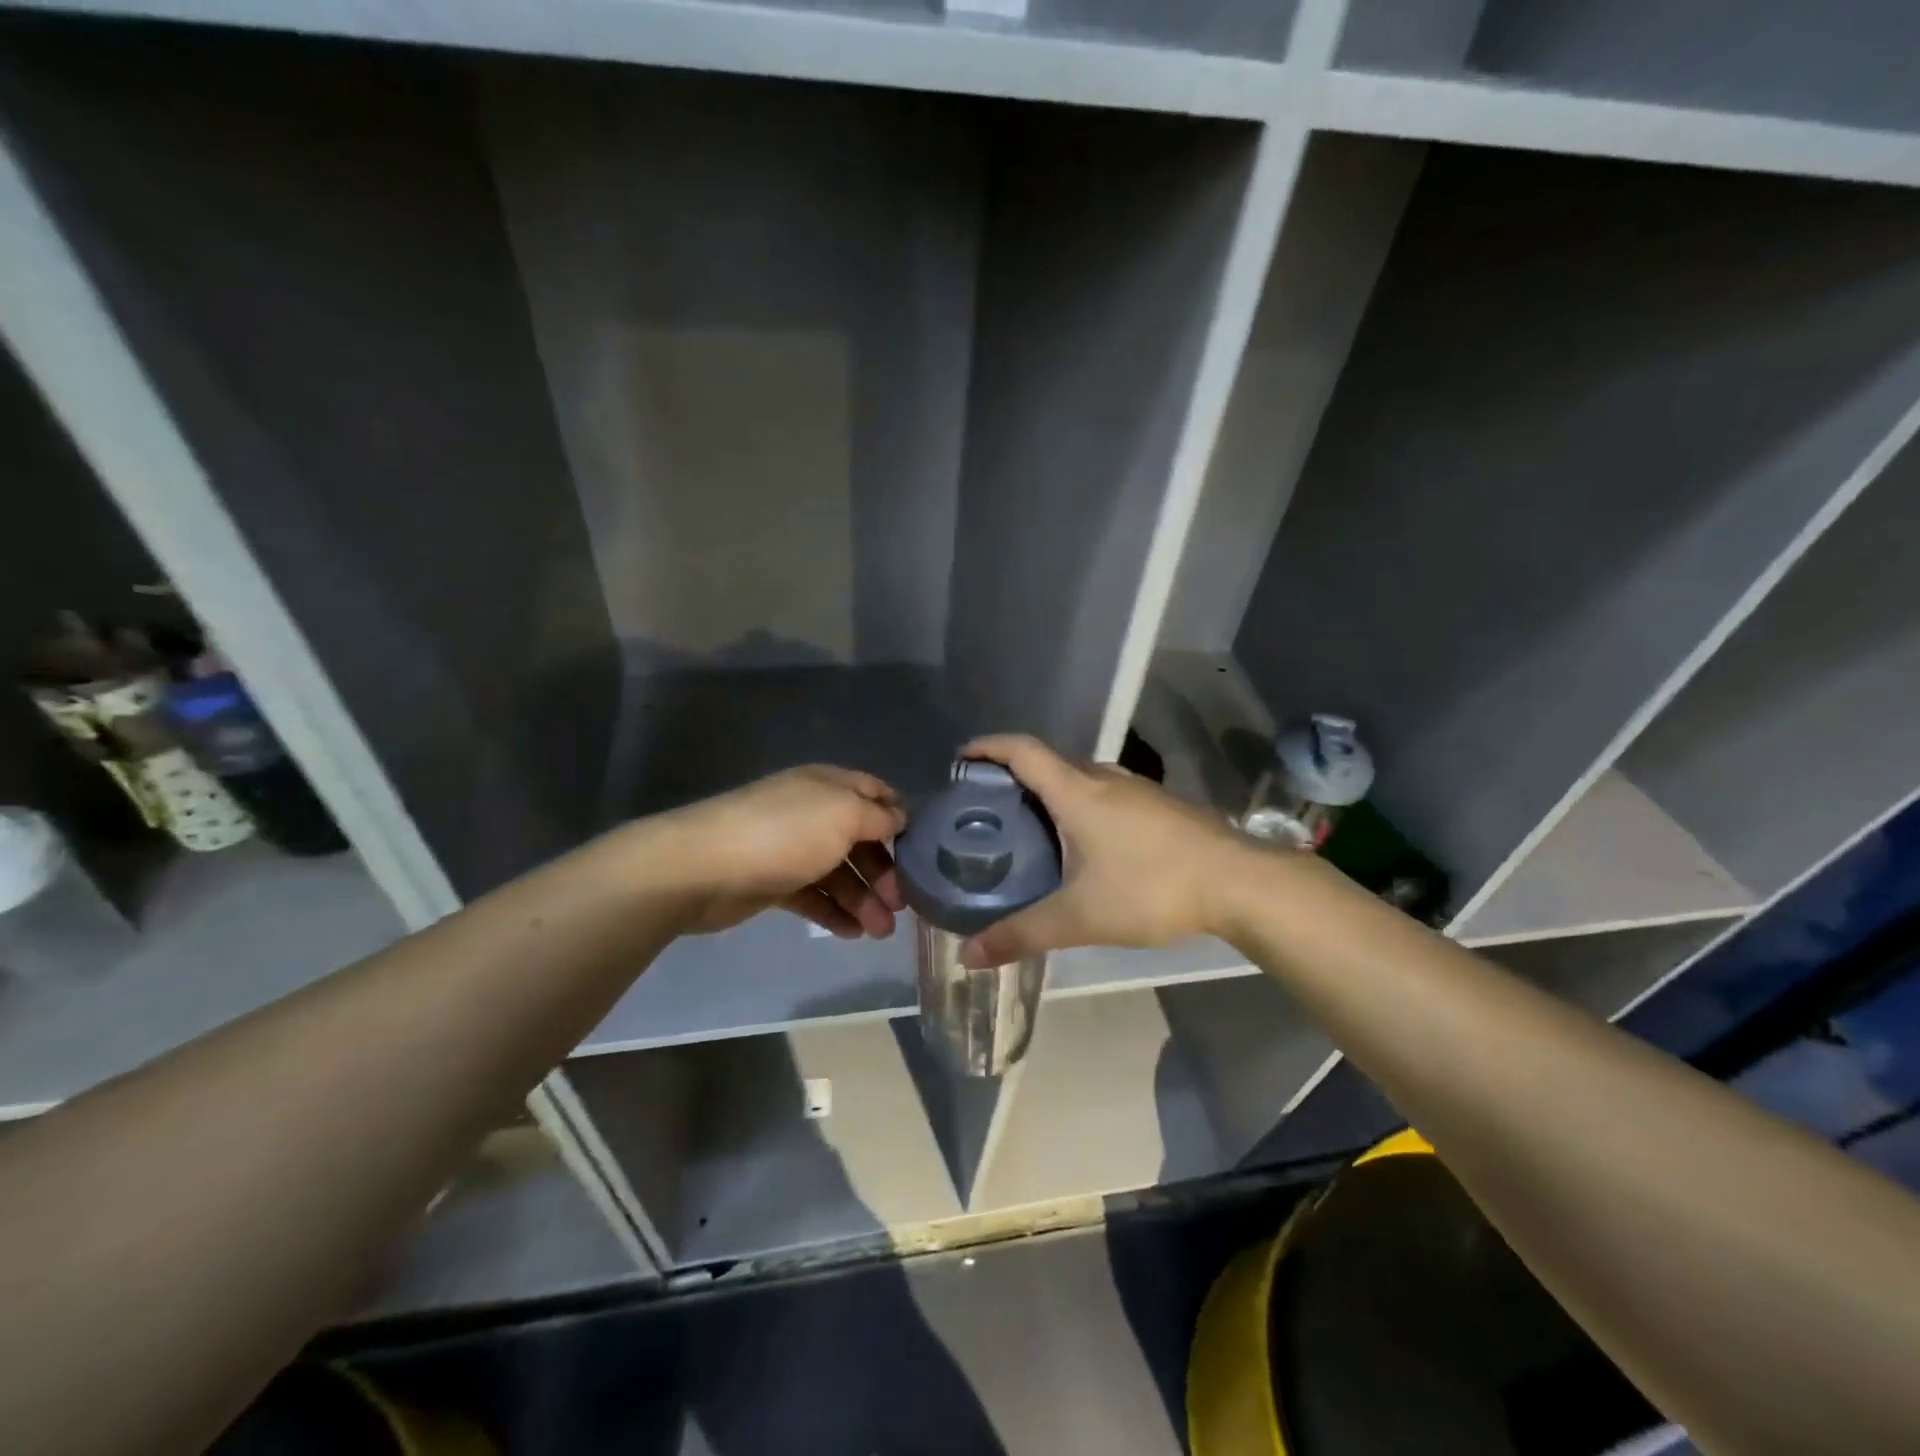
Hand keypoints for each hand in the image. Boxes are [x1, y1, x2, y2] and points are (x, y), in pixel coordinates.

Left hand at [634, 765, 906, 938]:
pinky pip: (813, 896)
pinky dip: (834, 913)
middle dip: (885, 871)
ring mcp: (791, 848)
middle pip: (861, 839)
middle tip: (901, 905)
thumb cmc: (784, 834)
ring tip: (880, 932)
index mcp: (830, 786)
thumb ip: (879, 818)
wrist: (703, 868)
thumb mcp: (844, 815)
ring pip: (839, 872)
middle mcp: (813, 812)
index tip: (924, 850)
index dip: (901, 818)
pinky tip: (851, 934)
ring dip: (864, 900)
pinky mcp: (773, 882)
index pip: (876, 794)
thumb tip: (901, 819)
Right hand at [956, 735, 1254, 966]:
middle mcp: (1104, 778)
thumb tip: (967, 957)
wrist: (1239, 883)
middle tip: (987, 809)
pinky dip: (1081, 807)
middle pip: (1049, 764)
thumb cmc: (1151, 888)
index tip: (961, 758)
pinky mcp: (1160, 807)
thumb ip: (1021, 935)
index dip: (987, 747)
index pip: (1022, 751)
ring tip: (1029, 828)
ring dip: (1051, 794)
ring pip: (1081, 780)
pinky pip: (1106, 795)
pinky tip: (1084, 846)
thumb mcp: (1079, 917)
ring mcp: (1137, 790)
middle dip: (1014, 777)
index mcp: (1077, 791)